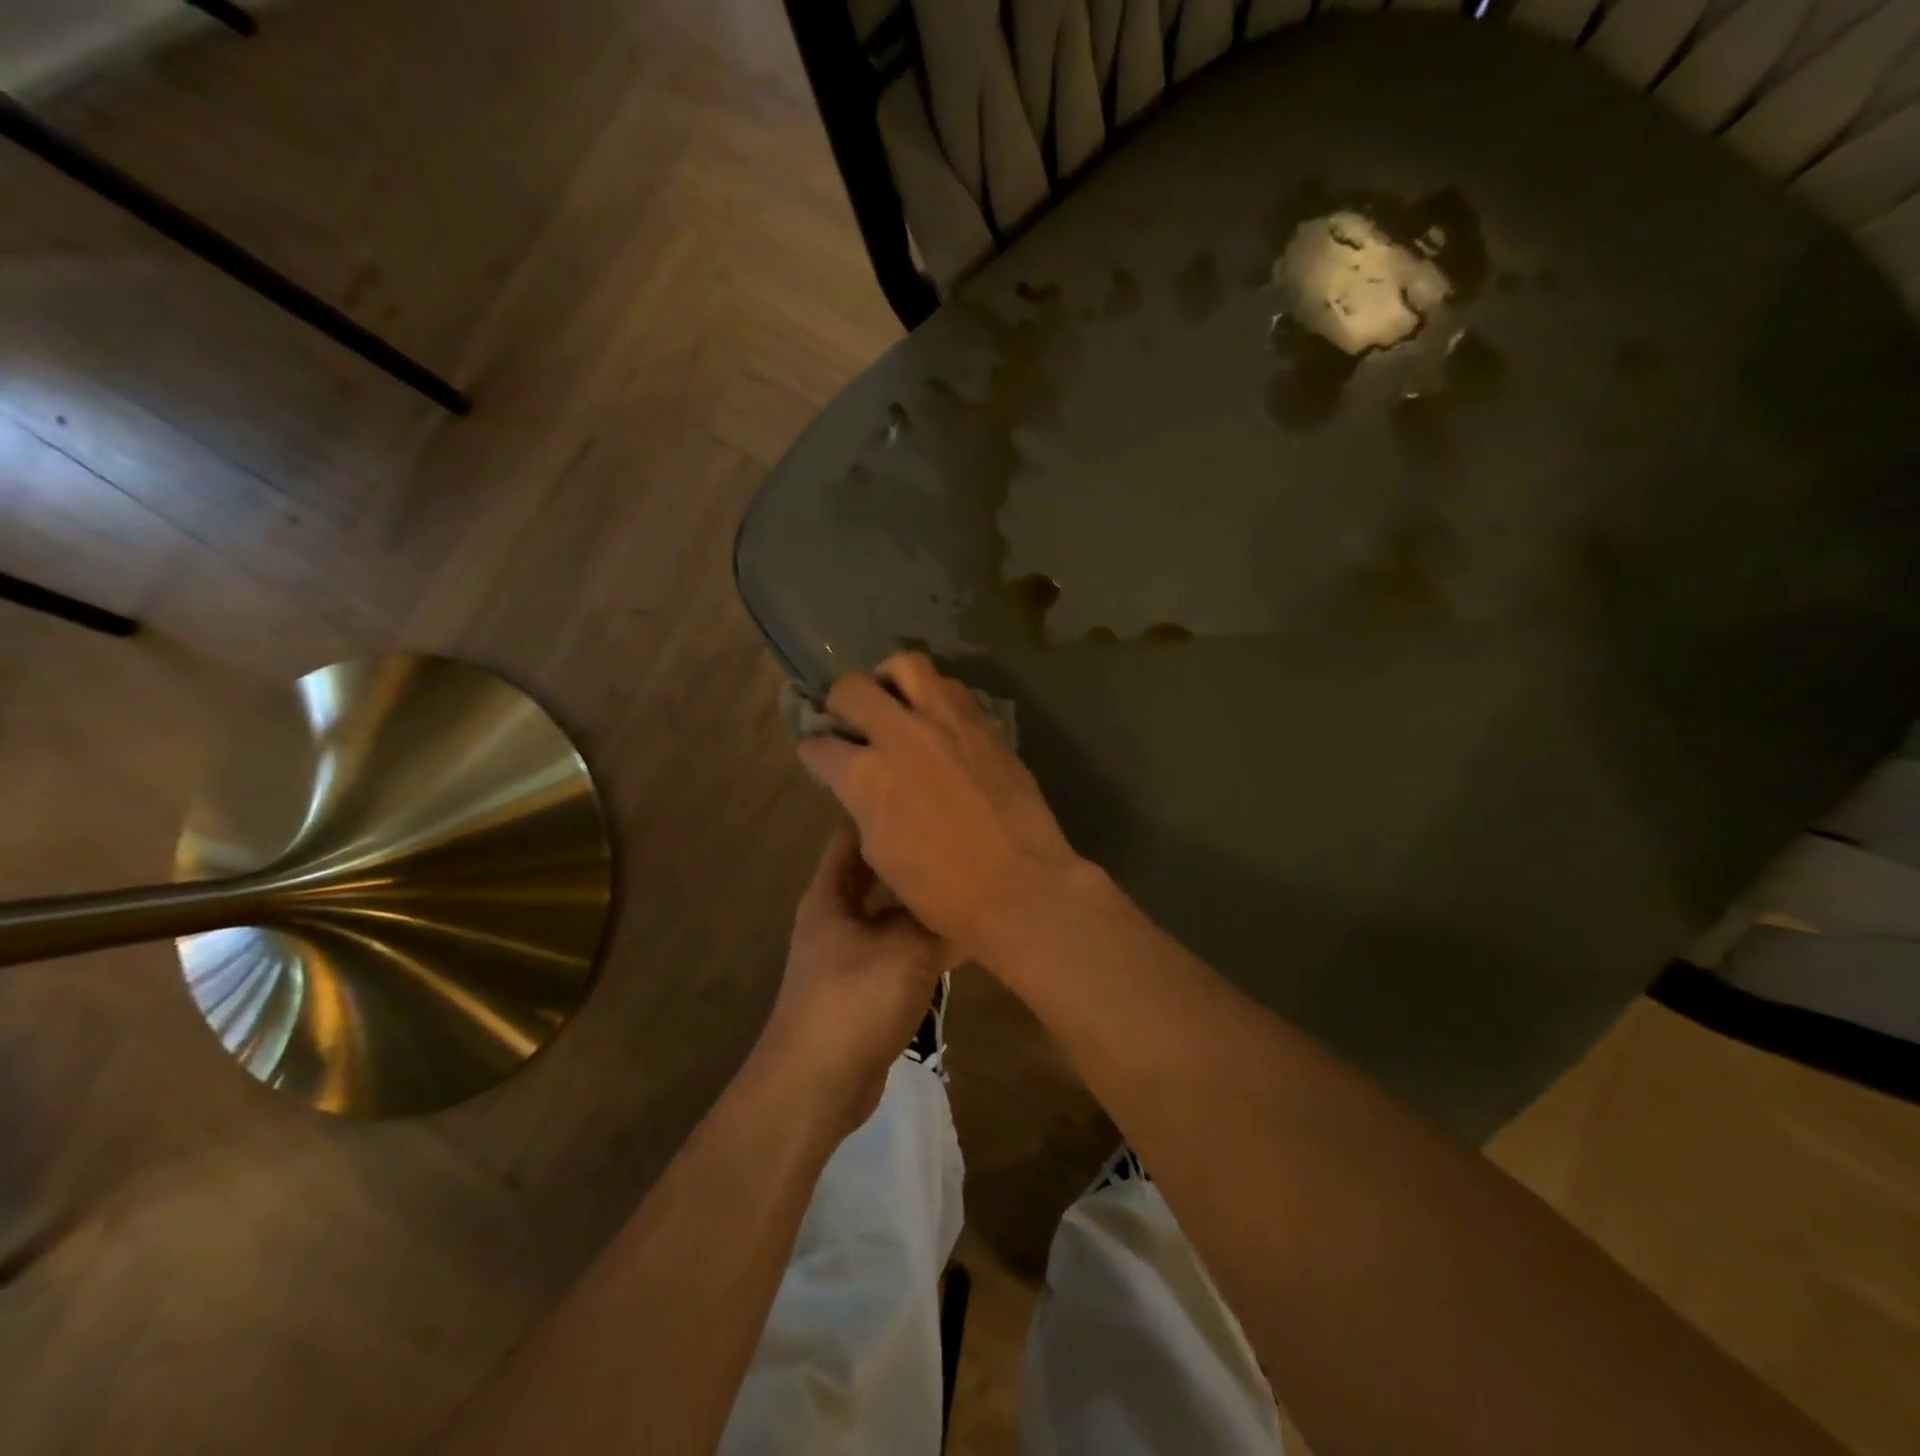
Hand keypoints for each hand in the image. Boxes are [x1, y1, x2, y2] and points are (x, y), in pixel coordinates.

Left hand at [763, 824, 959, 1133]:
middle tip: (959, 836)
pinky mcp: (866, 984)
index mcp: (831, 894)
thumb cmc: (853, 1001)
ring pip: (891, 912)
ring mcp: (850, 952)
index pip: (852, 834)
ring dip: (922, 900)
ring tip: (968, 877)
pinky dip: (924, 938)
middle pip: (877, 873)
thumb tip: (974, 894)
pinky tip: (959, 933)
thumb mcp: (906, 951)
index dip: (881, 810)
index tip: (922, 792)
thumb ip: (940, 920)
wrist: (817, 1087)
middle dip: (912, 856)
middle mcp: (837, 916)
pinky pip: (899, 947)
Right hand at [796, 652, 1086, 959]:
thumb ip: (863, 803)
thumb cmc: (943, 890)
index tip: (820, 756)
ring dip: (889, 680)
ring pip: (906, 665)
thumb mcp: (880, 852)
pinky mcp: (985, 723)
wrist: (1020, 885)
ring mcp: (948, 722)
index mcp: (867, 776)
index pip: (819, 746)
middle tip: (849, 719)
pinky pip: (951, 687)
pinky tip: (936, 720)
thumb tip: (861, 782)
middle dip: (839, 702)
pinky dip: (933, 695)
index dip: (814, 752)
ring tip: (893, 701)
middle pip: (852, 689)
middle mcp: (902, 735)